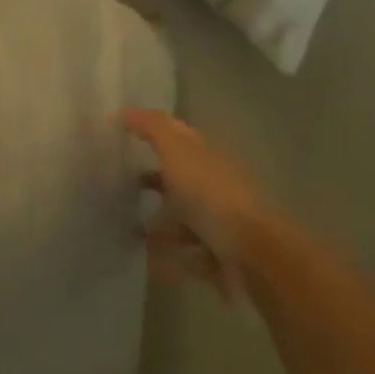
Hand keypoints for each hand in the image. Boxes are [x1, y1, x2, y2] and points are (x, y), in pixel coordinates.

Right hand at [127, 109, 276, 299]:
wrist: (253, 254)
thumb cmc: (211, 196)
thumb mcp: (177, 151)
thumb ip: (152, 128)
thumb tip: (127, 109)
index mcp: (207, 157)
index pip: (180, 136)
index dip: (154, 131)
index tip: (124, 133)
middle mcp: (216, 185)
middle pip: (182, 179)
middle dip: (154, 182)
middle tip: (121, 188)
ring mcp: (222, 222)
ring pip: (185, 220)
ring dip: (161, 227)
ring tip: (130, 233)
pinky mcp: (222, 257)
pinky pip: (191, 255)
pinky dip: (173, 259)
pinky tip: (153, 264)